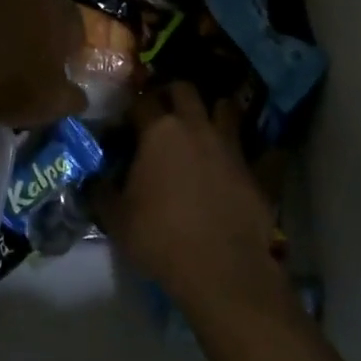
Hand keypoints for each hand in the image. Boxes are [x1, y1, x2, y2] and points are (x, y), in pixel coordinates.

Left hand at [0, 0, 87, 127]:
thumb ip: (74, 97)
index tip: (68, 64)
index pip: (75, 21)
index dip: (74, 43)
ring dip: (12, 32)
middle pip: (41, 12)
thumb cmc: (17, 89)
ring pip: (10, 14)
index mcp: (56, 12)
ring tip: (8, 62)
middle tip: (40, 62)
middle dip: (43, 33)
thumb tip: (78, 96)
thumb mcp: (57, 103)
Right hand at [99, 84, 285, 315]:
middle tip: (163, 111)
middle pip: (185, 90)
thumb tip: (94, 179)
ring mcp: (231, 146)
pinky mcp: (257, 170)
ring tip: (205, 126)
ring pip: (226, 108)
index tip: (125, 124)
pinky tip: (256, 159)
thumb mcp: (116, 218)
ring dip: (214, 111)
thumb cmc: (160, 237)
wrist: (220, 269)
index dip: (131, 108)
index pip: (141, 101)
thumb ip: (101, 191)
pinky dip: (261, 152)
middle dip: (172, 93)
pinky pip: (266, 151)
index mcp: (159, 131)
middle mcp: (196, 127)